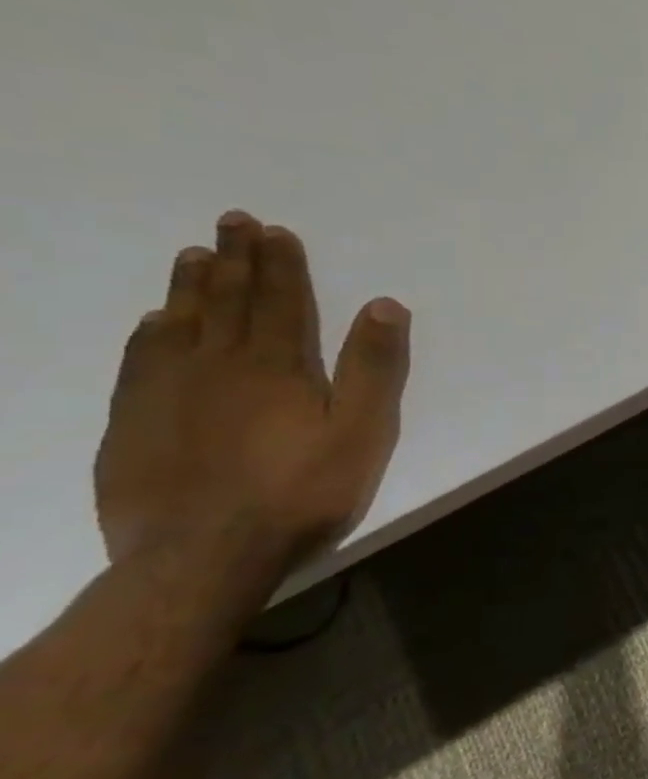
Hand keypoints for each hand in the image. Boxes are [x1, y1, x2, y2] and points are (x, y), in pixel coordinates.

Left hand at [94, 211, 410, 575]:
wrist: (201, 557)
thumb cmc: (301, 491)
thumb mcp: (361, 431)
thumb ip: (373, 368)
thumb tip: (383, 304)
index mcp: (277, 366)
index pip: (281, 301)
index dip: (280, 264)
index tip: (274, 230)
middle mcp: (217, 366)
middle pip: (228, 301)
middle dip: (234, 259)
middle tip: (230, 221)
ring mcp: (167, 393)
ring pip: (179, 323)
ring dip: (190, 286)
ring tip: (193, 255)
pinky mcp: (133, 423)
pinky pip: (140, 361)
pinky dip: (150, 333)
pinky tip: (154, 322)